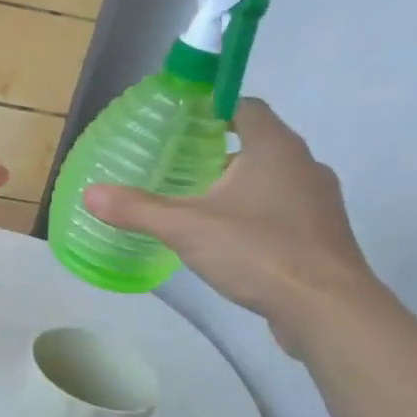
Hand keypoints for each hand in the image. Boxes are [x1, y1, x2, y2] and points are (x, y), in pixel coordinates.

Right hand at [83, 99, 380, 356]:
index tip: (181, 124)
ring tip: (197, 205)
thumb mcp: (186, 227)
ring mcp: (319, 202)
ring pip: (271, 180)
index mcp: (275, 148)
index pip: (245, 107)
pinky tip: (229, 241)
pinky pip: (283, 212)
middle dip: (218, 152)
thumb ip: (137, 208)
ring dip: (238, 186)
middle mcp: (303, 165)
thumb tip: (89, 193)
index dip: (213, 109)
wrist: (327, 309)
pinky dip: (256, 215)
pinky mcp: (323, 236)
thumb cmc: (258, 250)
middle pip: (257, 144)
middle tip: (176, 167)